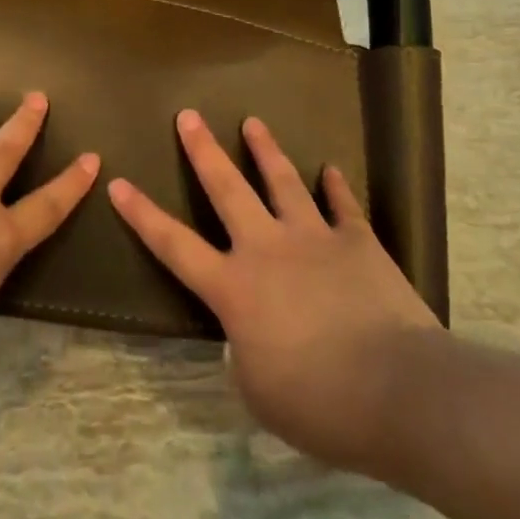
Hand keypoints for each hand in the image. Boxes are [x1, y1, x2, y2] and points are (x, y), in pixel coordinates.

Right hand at [109, 110, 440, 476]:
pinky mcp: (358, 242)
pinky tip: (332, 169)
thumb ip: (243, 353)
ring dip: (265, 150)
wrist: (401, 392)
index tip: (119, 183)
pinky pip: (344, 206)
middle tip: (187, 115)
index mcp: (234, 288)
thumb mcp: (259, 391)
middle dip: (203, 150)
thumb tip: (246, 336)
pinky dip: (336, 187)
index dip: (142, 215)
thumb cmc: (319, 403)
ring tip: (252, 121)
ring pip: (282, 182)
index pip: (174, 245)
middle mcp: (266, 249)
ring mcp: (313, 239)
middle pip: (226, 189)